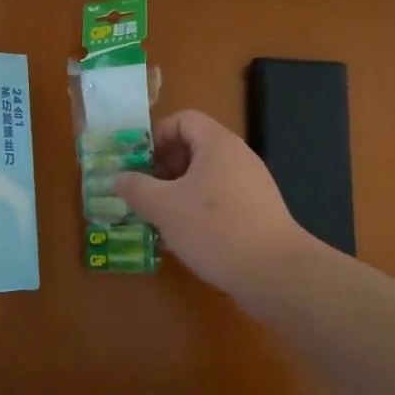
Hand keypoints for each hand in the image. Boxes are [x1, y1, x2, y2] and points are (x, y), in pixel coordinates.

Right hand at [113, 109, 315, 297]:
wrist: (275, 274)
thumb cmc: (215, 228)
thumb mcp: (164, 207)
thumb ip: (136, 188)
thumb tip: (119, 178)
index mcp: (217, 144)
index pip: (183, 120)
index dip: (156, 136)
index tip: (138, 164)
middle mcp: (238, 158)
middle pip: (193, 148)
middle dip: (162, 168)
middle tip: (142, 193)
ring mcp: (251, 187)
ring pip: (204, 179)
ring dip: (176, 193)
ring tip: (157, 219)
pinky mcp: (257, 214)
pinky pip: (219, 201)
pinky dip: (197, 212)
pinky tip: (182, 239)